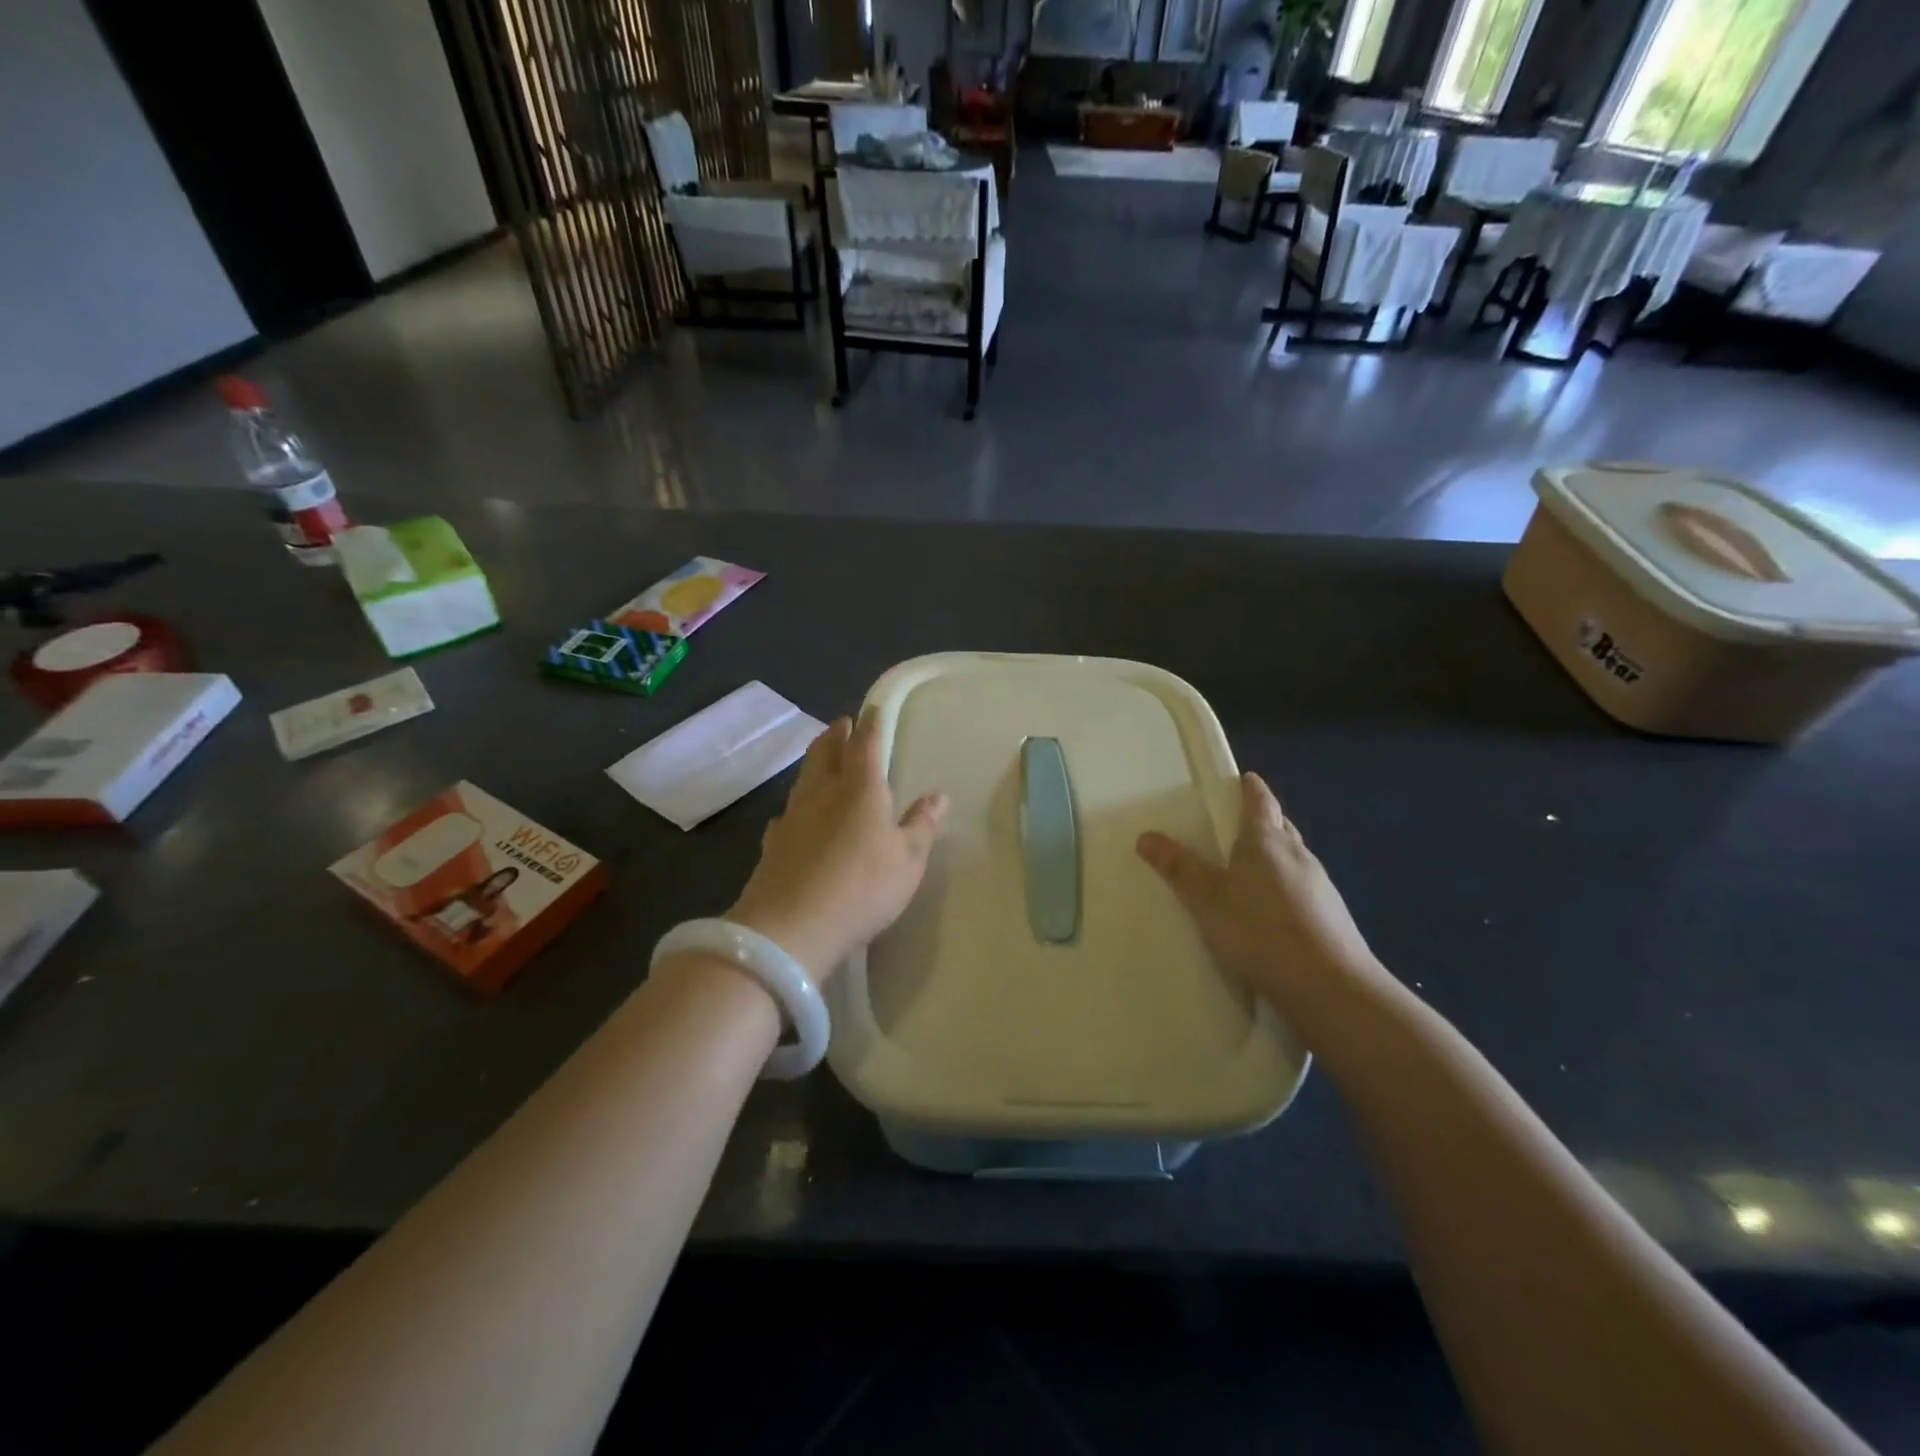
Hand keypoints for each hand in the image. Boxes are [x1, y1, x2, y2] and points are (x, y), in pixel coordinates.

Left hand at [727, 713, 947, 980]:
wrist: (791, 927)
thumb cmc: (862, 887)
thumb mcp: (908, 860)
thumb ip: (921, 825)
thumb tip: (938, 795)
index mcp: (860, 788)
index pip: (866, 743)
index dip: (871, 723)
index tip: (872, 708)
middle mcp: (822, 792)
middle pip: (825, 751)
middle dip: (836, 734)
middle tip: (843, 724)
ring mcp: (792, 816)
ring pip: (804, 777)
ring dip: (815, 761)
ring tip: (824, 758)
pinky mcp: (773, 843)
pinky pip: (788, 811)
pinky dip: (798, 804)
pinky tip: (797, 816)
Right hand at [1136, 773, 1380, 1017]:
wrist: (1330, 987)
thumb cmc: (1261, 931)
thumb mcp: (1207, 900)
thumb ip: (1179, 868)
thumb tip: (1146, 836)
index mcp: (1267, 840)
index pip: (1260, 800)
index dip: (1249, 787)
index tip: (1241, 779)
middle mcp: (1298, 854)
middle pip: (1280, 826)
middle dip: (1262, 820)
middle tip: (1236, 825)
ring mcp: (1321, 885)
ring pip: (1293, 857)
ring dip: (1274, 856)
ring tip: (1248, 870)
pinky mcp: (1332, 916)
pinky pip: (1303, 888)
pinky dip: (1286, 888)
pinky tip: (1272, 912)